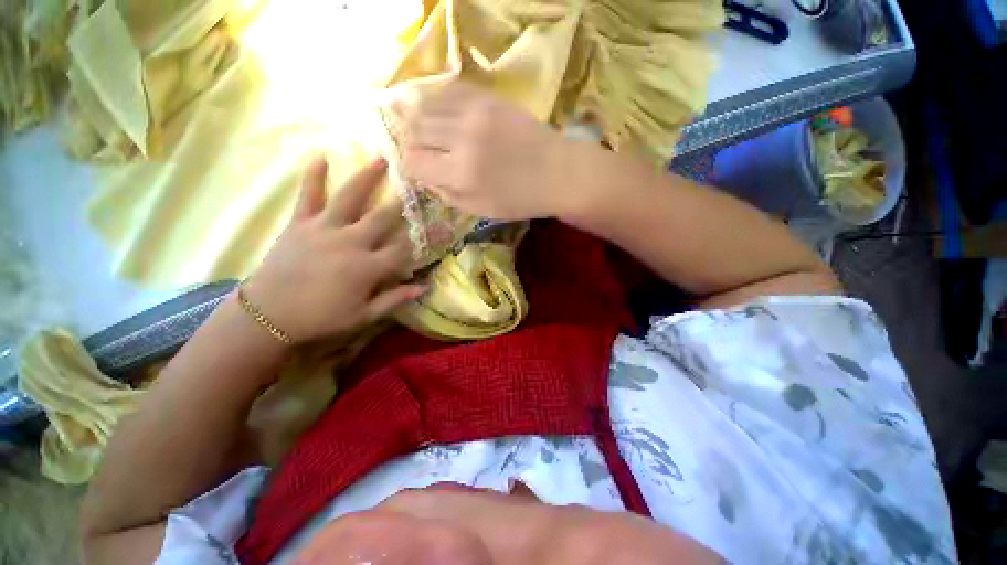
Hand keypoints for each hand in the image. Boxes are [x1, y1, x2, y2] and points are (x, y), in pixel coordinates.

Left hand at [242, 156, 423, 343]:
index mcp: (368, 267)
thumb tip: (425, 287)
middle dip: (402, 202)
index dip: (424, 238)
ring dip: (367, 177)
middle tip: (416, 184)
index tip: (440, 226)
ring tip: (381, 159)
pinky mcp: (300, 224)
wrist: (268, 316)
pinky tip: (320, 157)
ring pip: (350, 198)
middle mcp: (351, 242)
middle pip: (383, 217)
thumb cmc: (321, 318)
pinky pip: (308, 196)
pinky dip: (313, 176)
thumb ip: (395, 299)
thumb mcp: (364, 315)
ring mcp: (324, 229)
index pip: (404, 249)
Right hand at [400, 81, 577, 220]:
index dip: (412, 166)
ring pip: (427, 105)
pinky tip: (446, 113)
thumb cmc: (519, 199)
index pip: (413, 161)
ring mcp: (476, 113)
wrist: (557, 173)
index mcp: (461, 175)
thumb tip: (422, 176)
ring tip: (433, 131)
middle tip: (425, 150)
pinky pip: (449, 90)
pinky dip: (440, 101)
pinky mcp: (489, 97)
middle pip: (414, 129)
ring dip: (423, 120)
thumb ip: (446, 194)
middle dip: (414, 142)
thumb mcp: (480, 210)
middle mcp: (462, 139)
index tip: (420, 168)